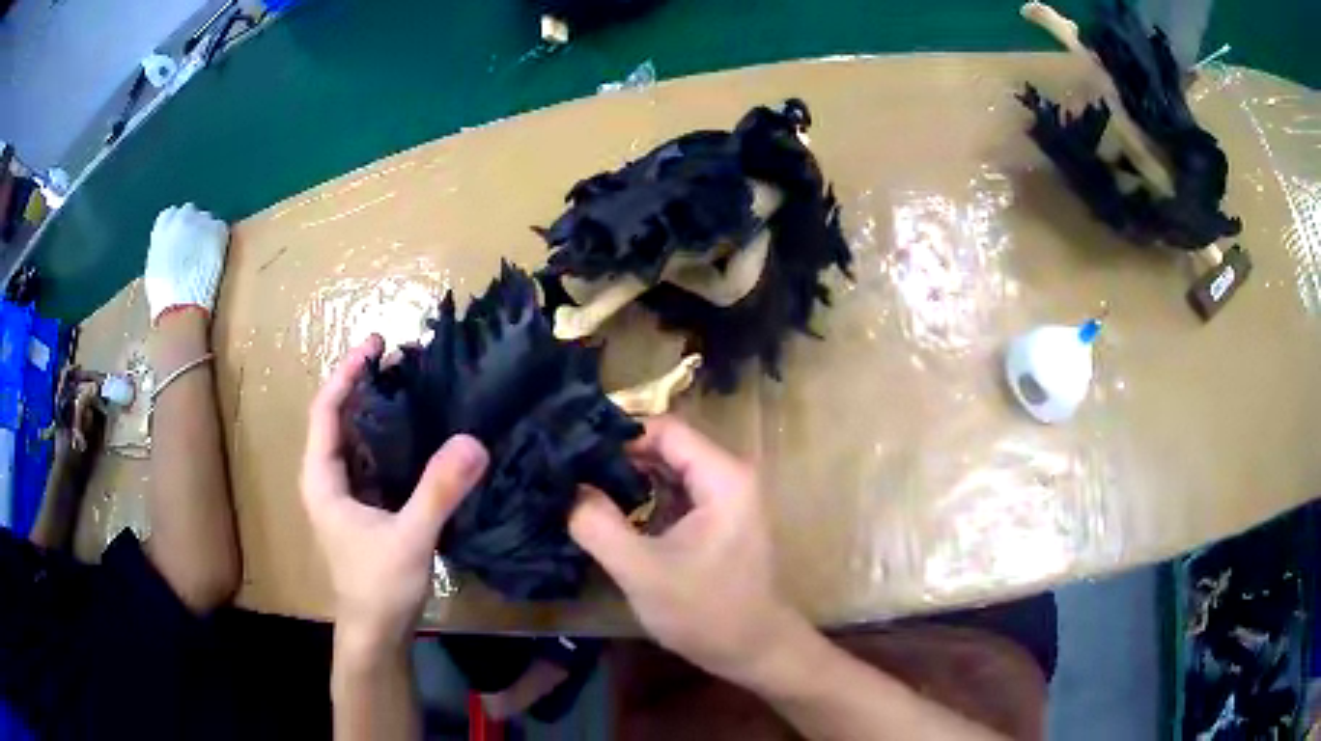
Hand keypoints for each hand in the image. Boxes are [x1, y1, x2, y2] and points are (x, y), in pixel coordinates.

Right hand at [144, 203, 228, 323]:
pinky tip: (216, 256)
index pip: (171, 214)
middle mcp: (181, 218)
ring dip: (206, 232)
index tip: (180, 239)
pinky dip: (219, 239)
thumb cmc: (164, 296)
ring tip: (205, 256)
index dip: (176, 227)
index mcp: (162, 227)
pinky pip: (220, 228)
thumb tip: (168, 248)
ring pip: (206, 219)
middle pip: (189, 213)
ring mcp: (200, 222)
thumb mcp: (154, 268)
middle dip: (192, 226)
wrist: (181, 305)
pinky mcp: (217, 230)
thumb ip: (162, 250)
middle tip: (195, 247)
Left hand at [301, 335, 488, 647]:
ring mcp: (348, 494)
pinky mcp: (367, 508)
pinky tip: (421, 431)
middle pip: (339, 417)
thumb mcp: (409, 538)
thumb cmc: (379, 586)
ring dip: (380, 408)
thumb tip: (474, 440)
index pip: (326, 411)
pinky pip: (376, 459)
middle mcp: (329, 479)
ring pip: (358, 438)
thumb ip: (439, 491)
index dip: (347, 373)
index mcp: (323, 479)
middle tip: (402, 356)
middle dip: (365, 383)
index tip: (376, 344)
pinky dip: (393, 437)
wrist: (378, 633)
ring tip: (413, 382)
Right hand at [569, 417, 807, 684]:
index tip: (573, 451)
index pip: (665, 429)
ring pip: (669, 471)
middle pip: (667, 446)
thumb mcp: (642, 571)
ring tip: (580, 488)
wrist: (754, 650)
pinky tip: (610, 512)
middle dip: (619, 458)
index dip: (618, 436)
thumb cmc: (706, 611)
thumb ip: (598, 525)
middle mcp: (730, 476)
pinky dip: (644, 499)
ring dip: (629, 479)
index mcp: (723, 476)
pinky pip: (676, 494)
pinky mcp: (718, 519)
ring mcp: (726, 498)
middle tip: (569, 471)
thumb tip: (568, 487)